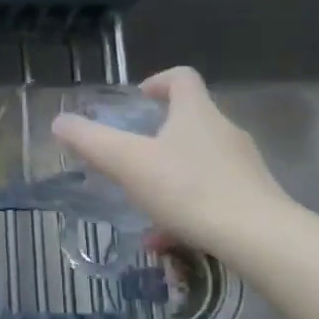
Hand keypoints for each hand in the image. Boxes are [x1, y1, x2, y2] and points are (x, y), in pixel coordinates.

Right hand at [50, 66, 298, 265]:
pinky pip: (212, 195)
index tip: (139, 100)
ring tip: (144, 205)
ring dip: (170, 176)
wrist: (259, 238)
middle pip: (191, 120)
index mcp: (196, 113)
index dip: (158, 82)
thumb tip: (59, 122)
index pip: (182, 78)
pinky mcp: (254, 199)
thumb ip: (91, 141)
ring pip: (199, 162)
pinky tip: (166, 239)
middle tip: (132, 155)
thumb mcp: (128, 163)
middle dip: (159, 135)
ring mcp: (243, 166)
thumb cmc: (189, 188)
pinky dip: (186, 209)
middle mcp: (224, 132)